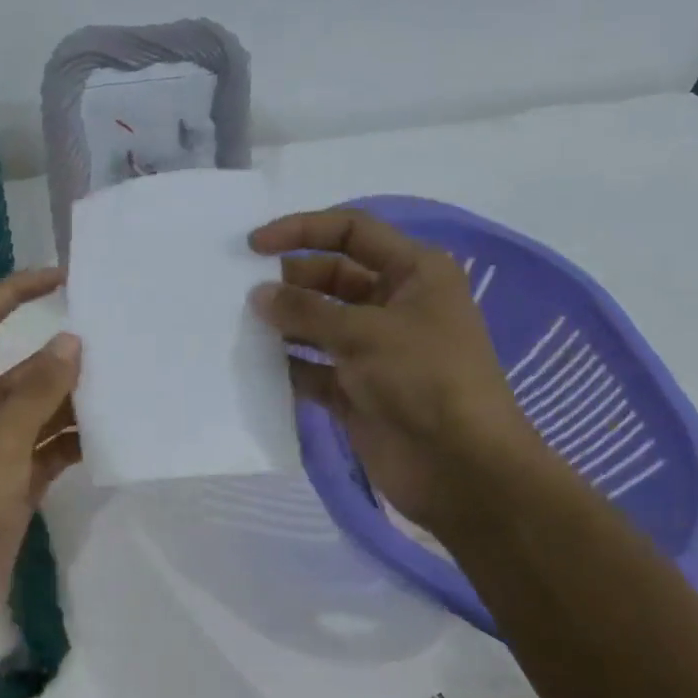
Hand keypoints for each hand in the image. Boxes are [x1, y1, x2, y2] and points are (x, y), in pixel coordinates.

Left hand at [0, 269, 82, 639]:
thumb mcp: (0, 441)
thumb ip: (38, 392)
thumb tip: (70, 342)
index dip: (18, 291)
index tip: (63, 279)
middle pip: (24, 369)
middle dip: (64, 359)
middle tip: (119, 351)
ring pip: (42, 410)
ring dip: (75, 403)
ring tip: (124, 393)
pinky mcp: (14, 481)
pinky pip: (50, 449)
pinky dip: (74, 443)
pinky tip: (109, 440)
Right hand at [249, 208, 541, 540]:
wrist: (459, 467)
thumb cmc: (424, 379)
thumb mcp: (365, 333)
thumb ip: (306, 310)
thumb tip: (258, 295)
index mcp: (414, 272)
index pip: (352, 232)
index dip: (303, 230)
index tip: (254, 245)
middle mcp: (393, 304)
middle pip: (330, 277)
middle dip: (288, 281)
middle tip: (240, 292)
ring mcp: (373, 350)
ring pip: (317, 324)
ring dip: (283, 323)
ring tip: (238, 324)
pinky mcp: (356, 389)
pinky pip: (312, 367)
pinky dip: (287, 365)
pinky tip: (253, 364)